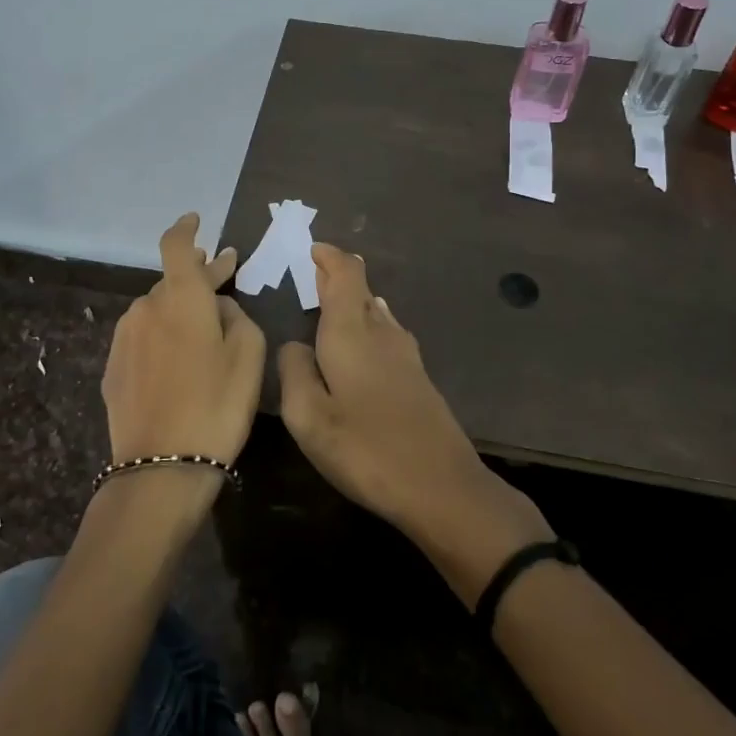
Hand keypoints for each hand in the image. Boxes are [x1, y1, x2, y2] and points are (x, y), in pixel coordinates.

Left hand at [101, 213, 264, 466]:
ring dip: (180, 308)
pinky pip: (143, 337)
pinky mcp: (113, 368)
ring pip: (157, 310)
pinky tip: (179, 356)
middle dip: (198, 276)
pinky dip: (163, 335)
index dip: (186, 229)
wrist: (161, 467)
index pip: (176, 246)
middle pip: (171, 281)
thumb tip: (218, 307)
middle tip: (225, 274)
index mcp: (180, 297)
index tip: (196, 221)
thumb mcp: (249, 355)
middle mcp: (145, 308)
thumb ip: (237, 316)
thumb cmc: (217, 404)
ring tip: (204, 323)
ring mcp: (124, 339)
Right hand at [276, 244, 496, 534]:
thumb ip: (294, 372)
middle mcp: (381, 333)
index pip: (344, 275)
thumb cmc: (366, 450)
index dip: (329, 257)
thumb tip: (295, 345)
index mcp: (350, 333)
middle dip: (337, 277)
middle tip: (313, 273)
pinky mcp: (418, 378)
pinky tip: (365, 342)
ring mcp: (405, 355)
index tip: (313, 249)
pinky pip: (388, 333)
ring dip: (354, 301)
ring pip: (377, 311)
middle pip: (360, 290)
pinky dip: (369, 325)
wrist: (442, 486)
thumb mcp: (309, 417)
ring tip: (331, 304)